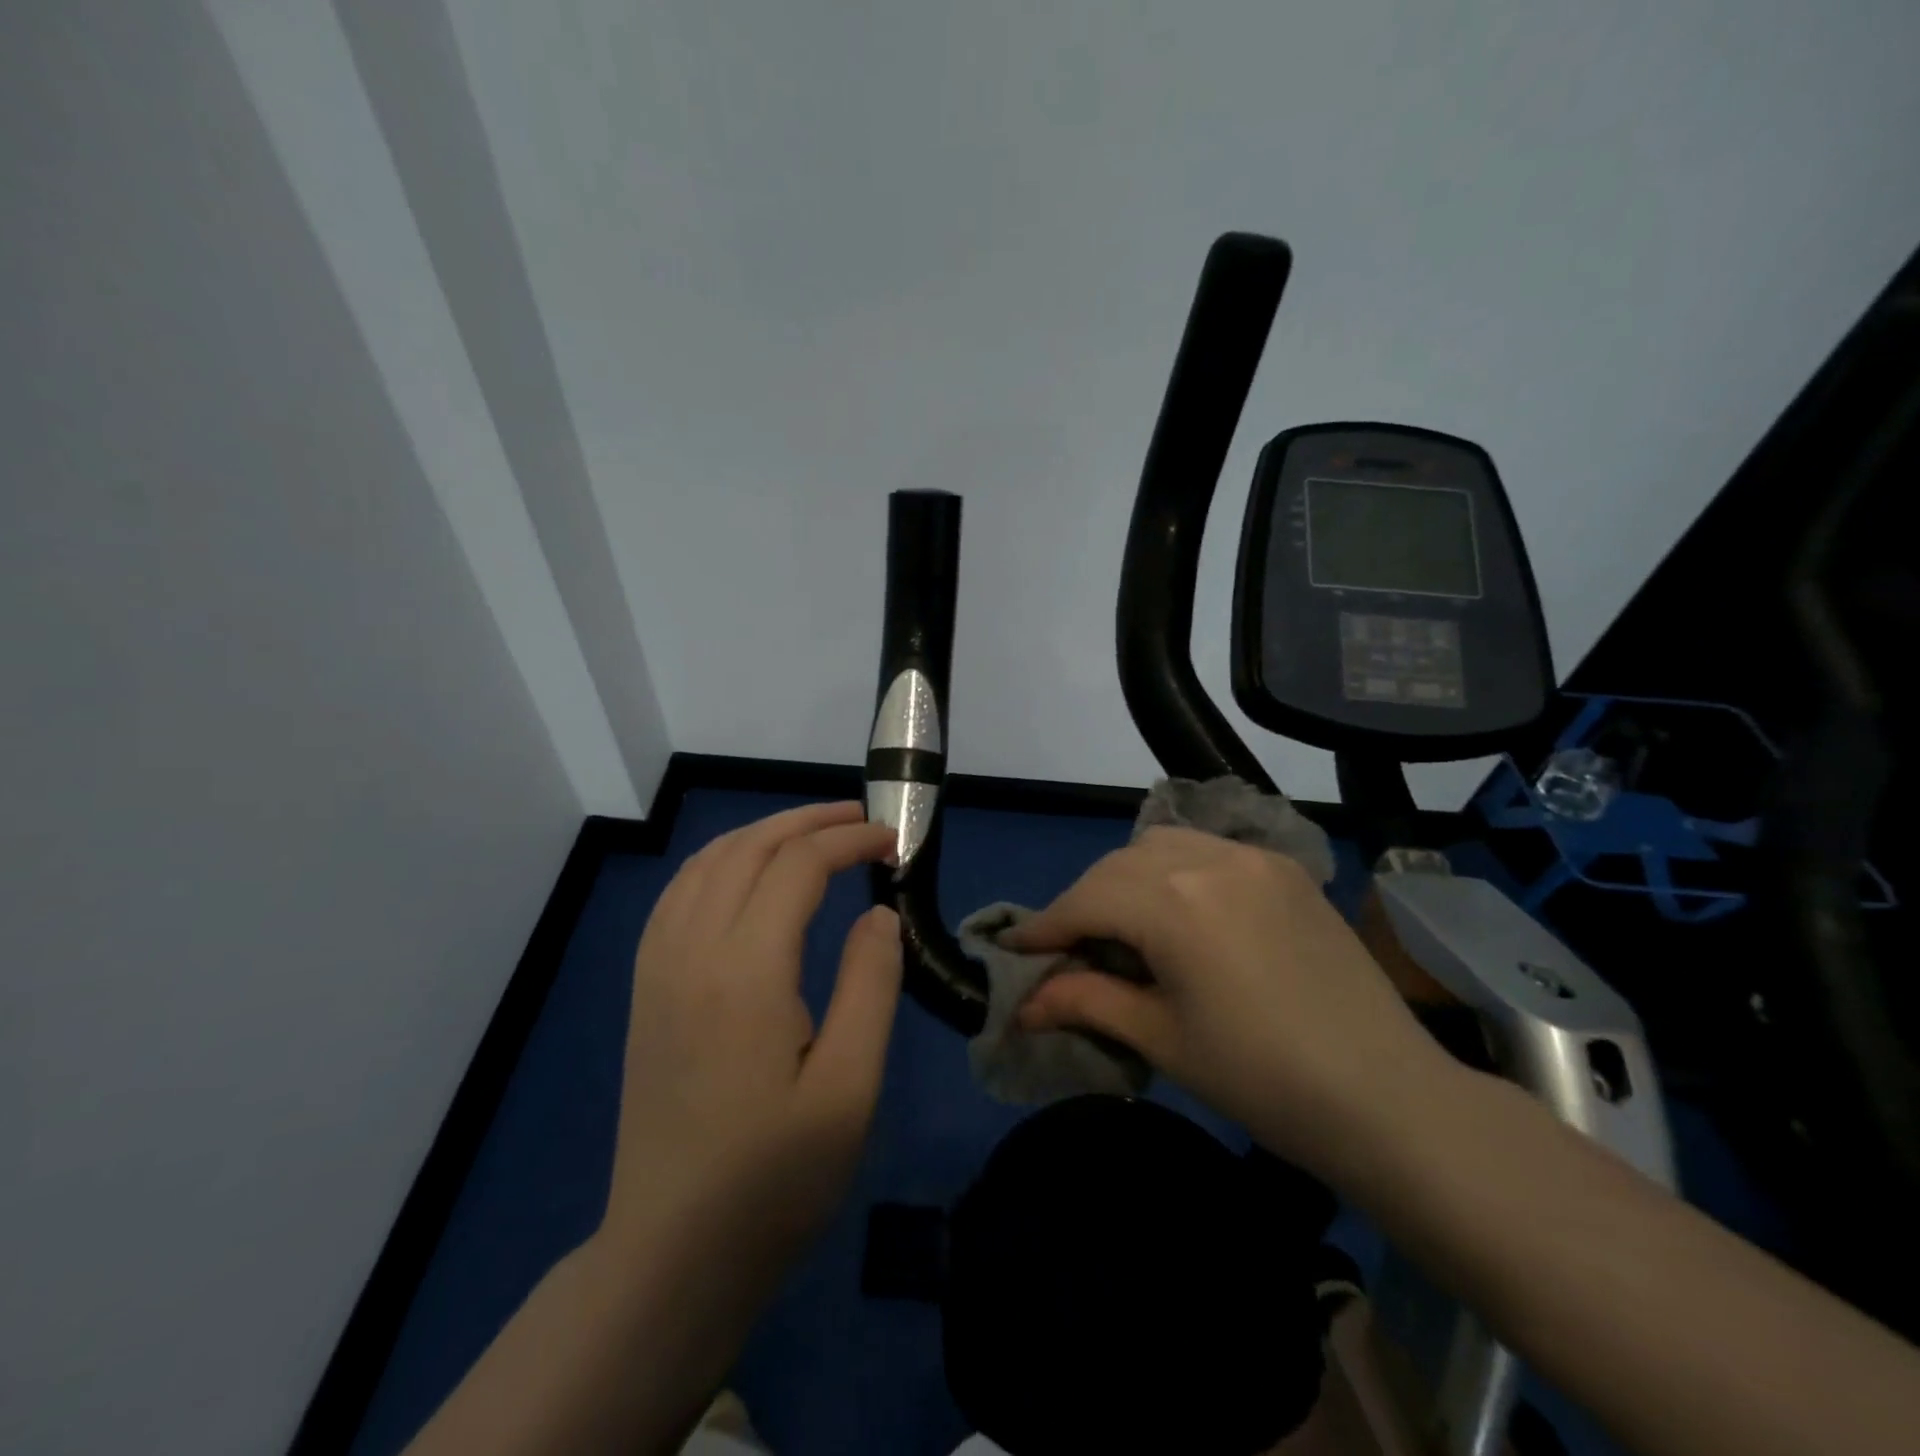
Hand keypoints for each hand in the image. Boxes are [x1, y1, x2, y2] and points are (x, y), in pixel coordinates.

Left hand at [600, 802, 901, 1292]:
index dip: (849, 841)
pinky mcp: (646, 987)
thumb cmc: (773, 1177)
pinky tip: (747, 874)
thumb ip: (870, 986)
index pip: (797, 866)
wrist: (671, 1251)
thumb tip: (877, 912)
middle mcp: (692, 951)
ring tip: (813, 834)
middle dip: (808, 821)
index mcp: (745, 972)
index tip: (893, 843)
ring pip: (707, 861)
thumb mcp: (849, 1089)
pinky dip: (720, 860)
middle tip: (861, 822)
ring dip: (763, 832)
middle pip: (748, 847)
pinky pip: (679, 892)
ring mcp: (658, 966)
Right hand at [1004, 826, 1453, 1181]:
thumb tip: (1022, 1003)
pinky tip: (1179, 912)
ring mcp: (1253, 857)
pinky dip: (1174, 870)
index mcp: (1174, 901)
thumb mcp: (1161, 1039)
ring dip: (1126, 877)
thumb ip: (1085, 1002)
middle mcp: (1209, 858)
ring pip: (1160, 844)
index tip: (1015, 950)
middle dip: (1083, 902)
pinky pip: (1208, 850)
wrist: (1390, 1098)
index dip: (1044, 926)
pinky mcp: (1284, 869)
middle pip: (1117, 865)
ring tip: (1123, 927)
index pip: (1085, 899)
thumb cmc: (1262, 1080)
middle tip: (1069, 949)